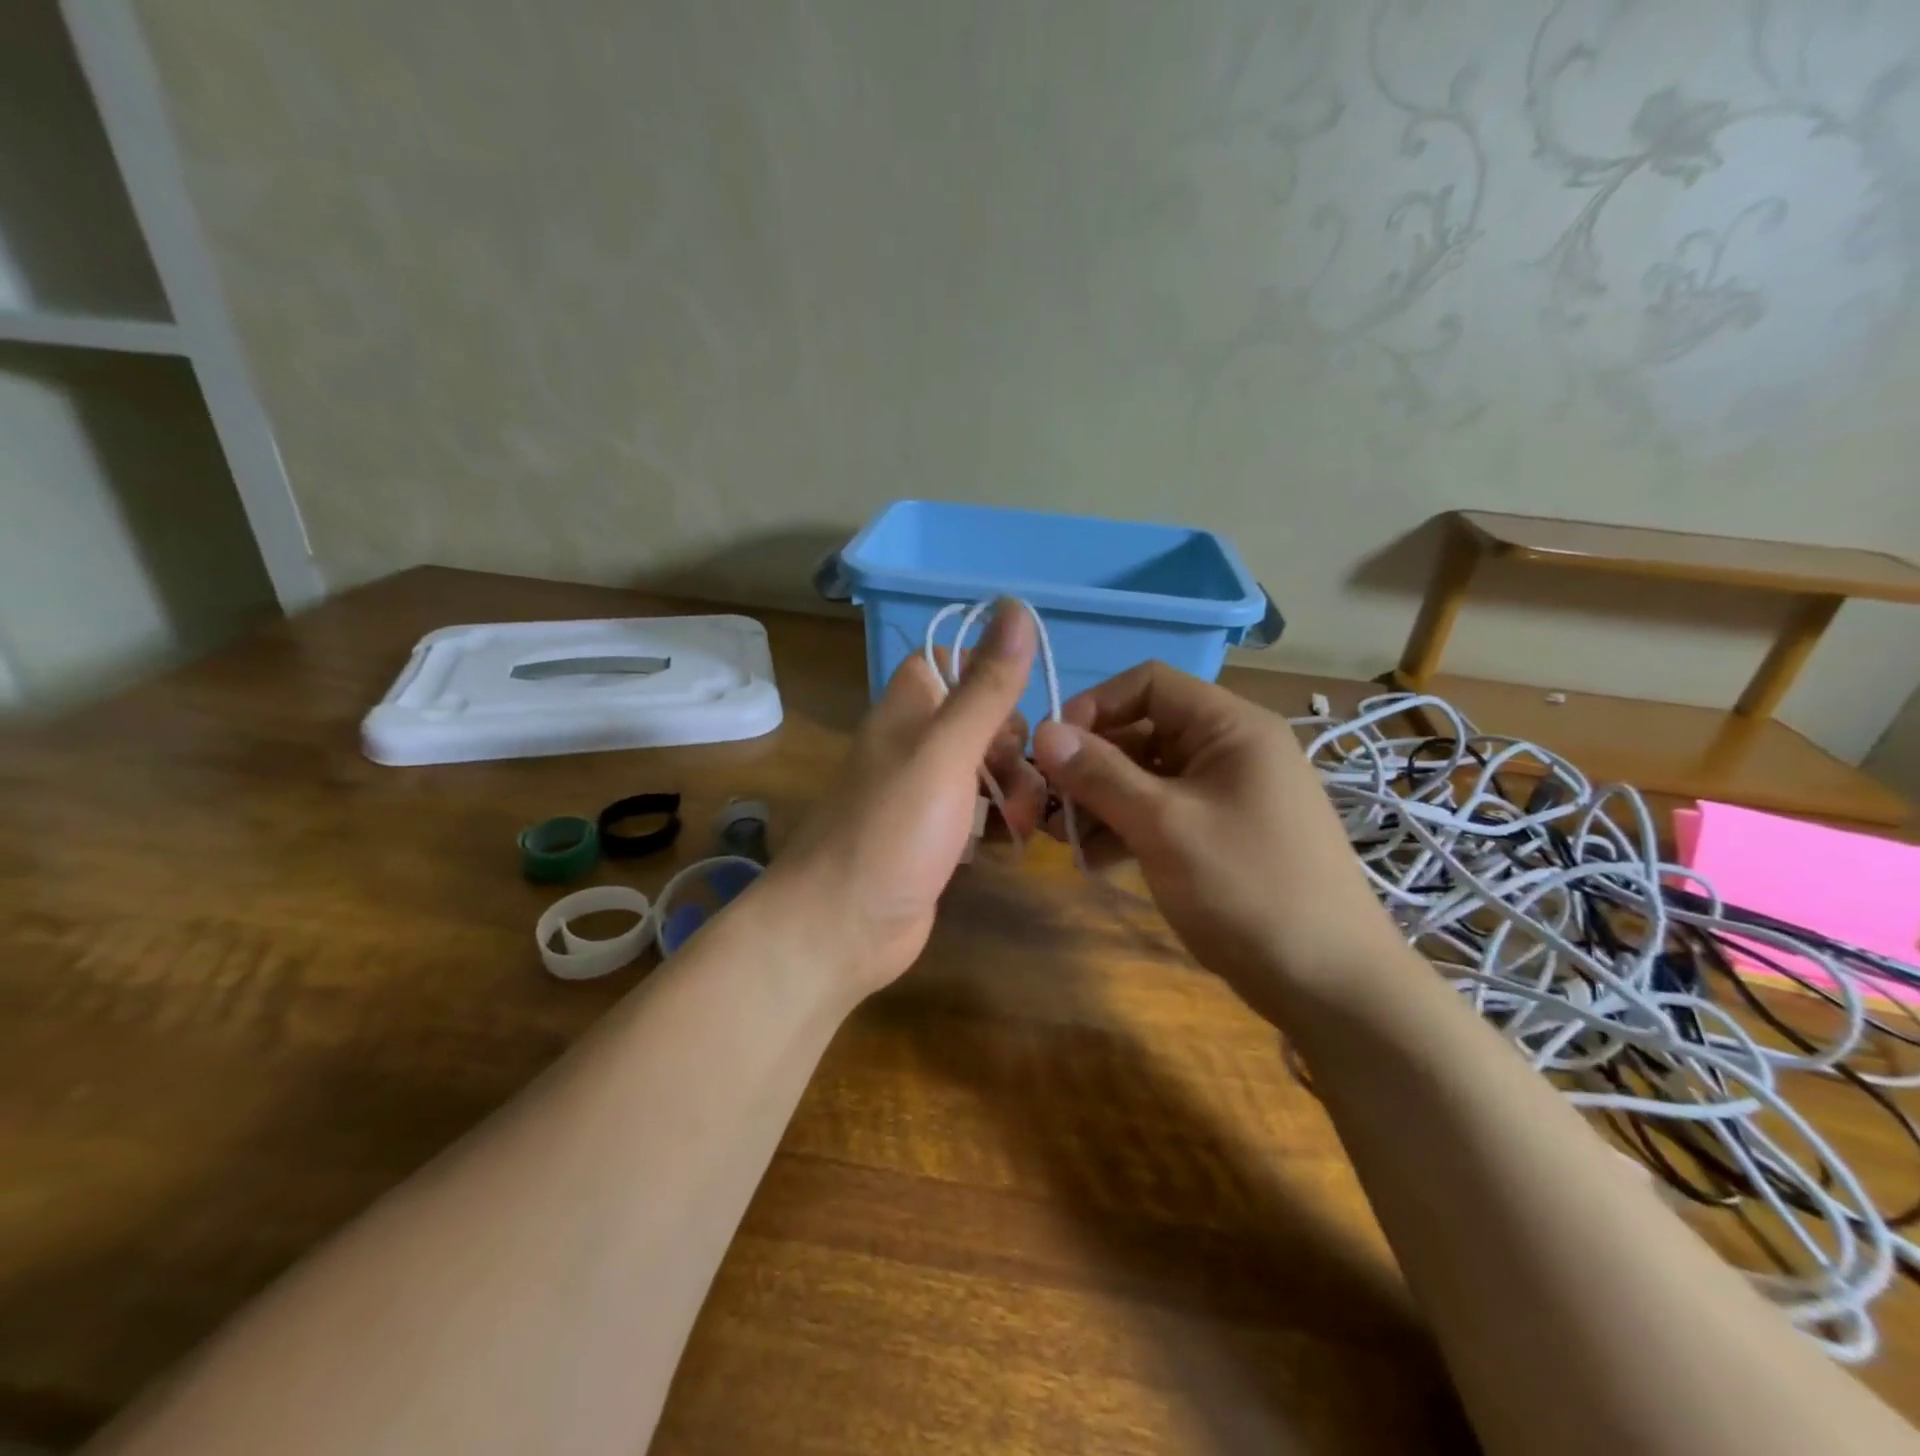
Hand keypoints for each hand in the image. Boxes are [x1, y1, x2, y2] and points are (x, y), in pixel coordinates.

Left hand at [768, 602, 1046, 996]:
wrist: (841, 927)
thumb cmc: (892, 830)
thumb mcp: (946, 751)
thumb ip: (984, 685)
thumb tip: (1016, 606)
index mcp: (907, 711)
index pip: (947, 663)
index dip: (985, 675)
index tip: (1015, 705)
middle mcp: (912, 746)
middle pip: (978, 720)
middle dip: (1012, 745)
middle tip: (1020, 778)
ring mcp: (922, 795)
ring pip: (984, 770)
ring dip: (1015, 789)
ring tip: (1020, 824)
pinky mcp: (934, 838)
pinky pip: (978, 815)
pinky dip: (998, 824)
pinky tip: (1010, 845)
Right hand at [1032, 662, 1400, 1014]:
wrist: (1328, 983)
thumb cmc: (1247, 888)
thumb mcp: (1164, 825)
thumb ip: (1101, 775)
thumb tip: (1043, 731)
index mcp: (1230, 726)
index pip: (1149, 683)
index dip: (1095, 705)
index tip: (1054, 750)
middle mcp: (1228, 749)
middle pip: (1142, 730)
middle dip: (1090, 764)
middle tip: (1047, 804)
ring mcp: (1225, 793)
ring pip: (1146, 776)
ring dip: (1101, 800)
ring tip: (1063, 837)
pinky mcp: (1219, 833)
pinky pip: (1161, 812)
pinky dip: (1126, 827)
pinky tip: (1095, 860)